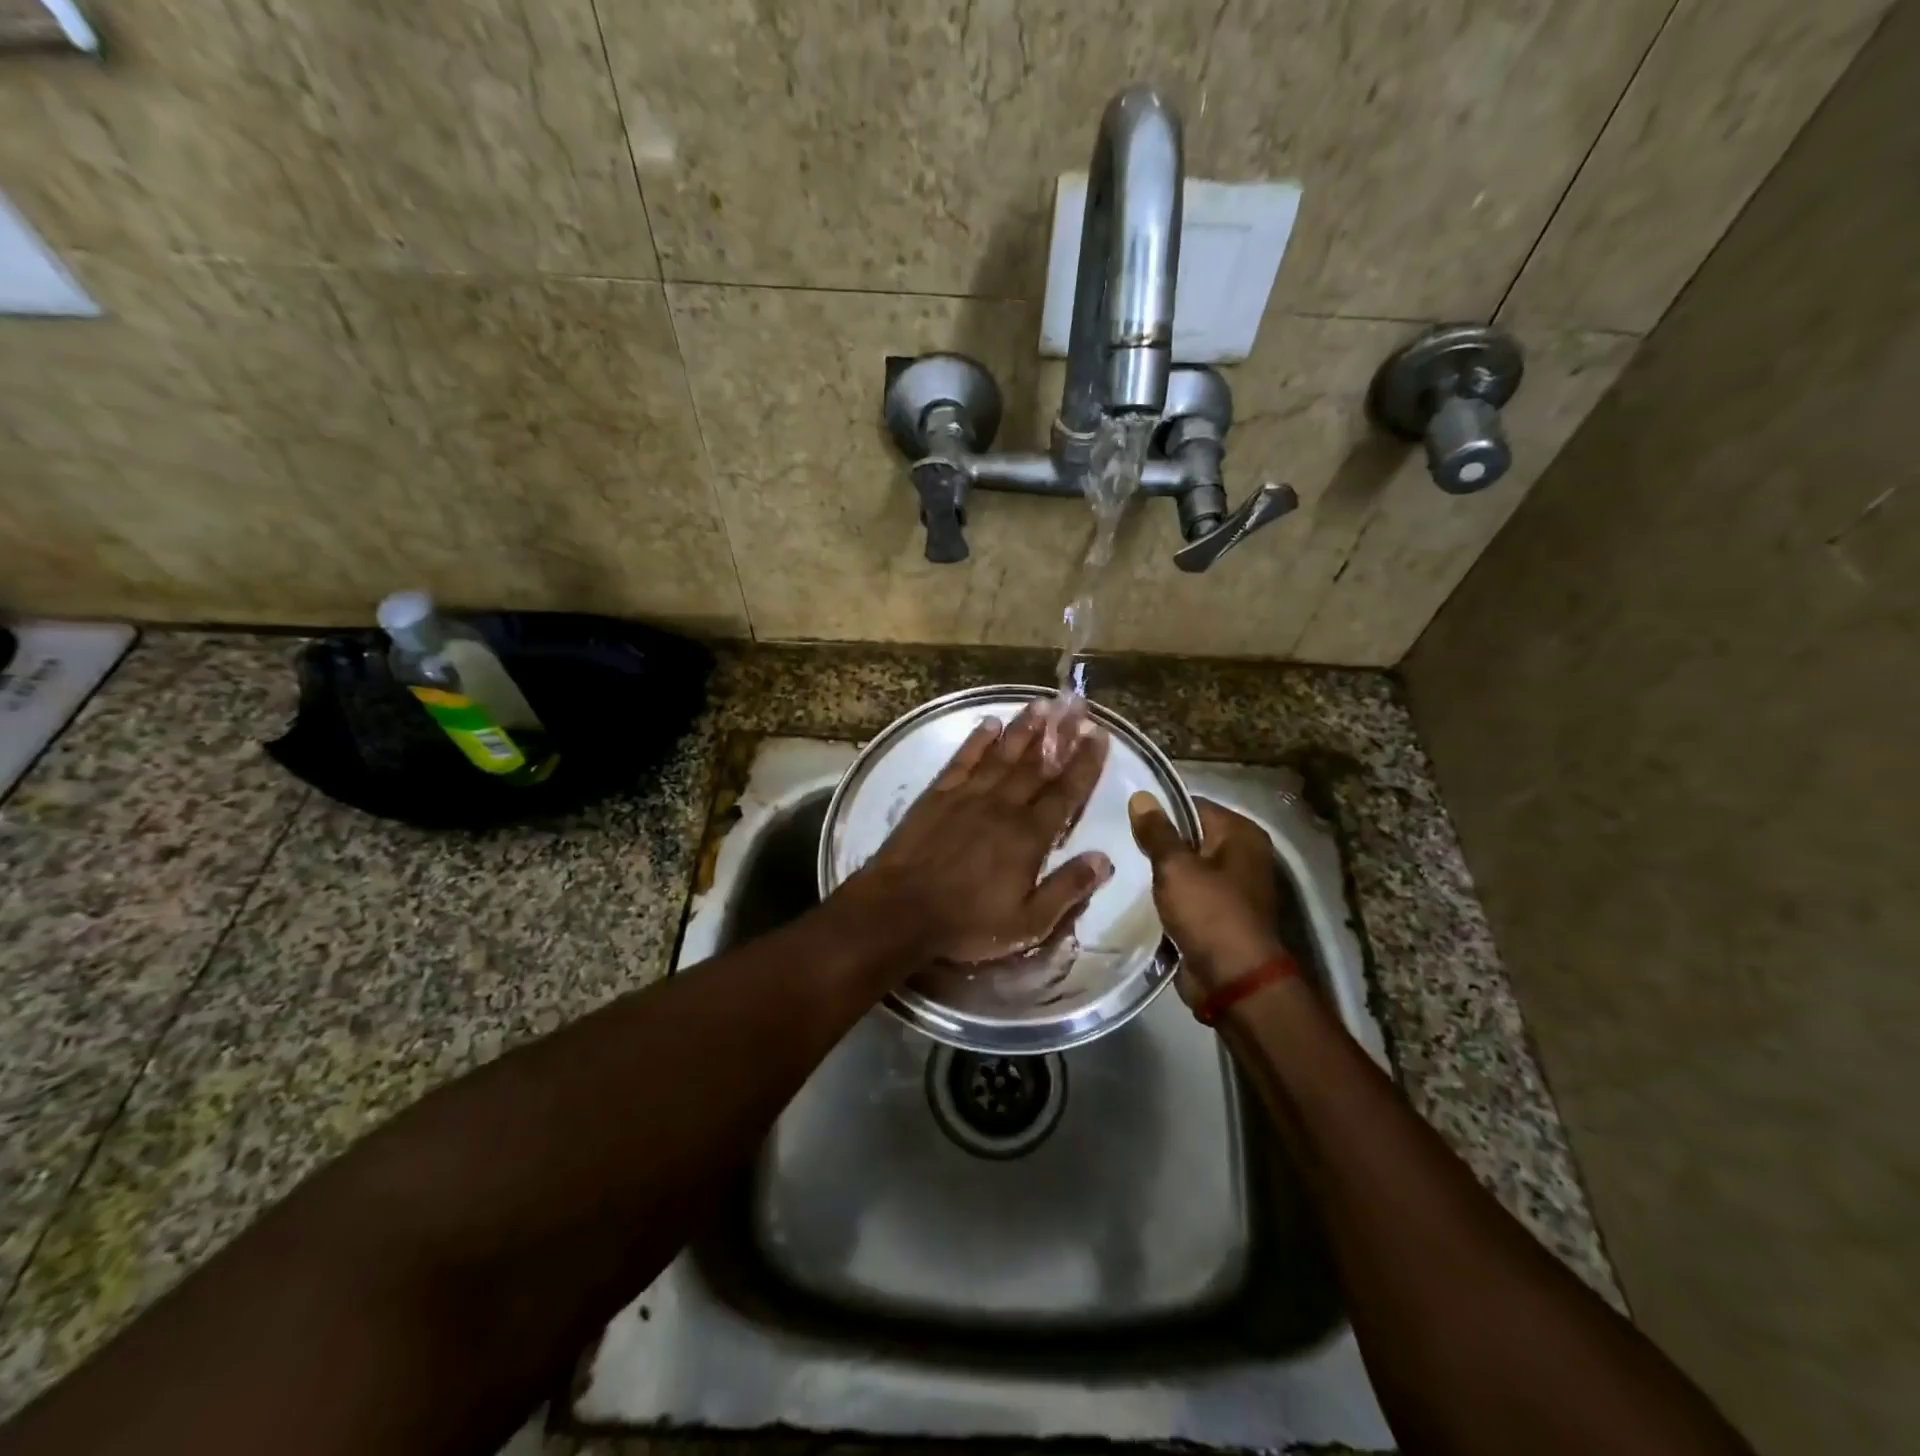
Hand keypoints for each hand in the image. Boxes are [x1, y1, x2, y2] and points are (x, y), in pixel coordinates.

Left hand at [846, 699, 1113, 966]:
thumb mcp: (1027, 923)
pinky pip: (962, 760)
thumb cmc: (966, 923)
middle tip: (1077, 706)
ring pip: (1002, 755)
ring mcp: (968, 796)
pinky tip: (989, 723)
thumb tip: (1104, 859)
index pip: (1065, 793)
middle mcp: (1002, 806)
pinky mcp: (937, 795)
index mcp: (1028, 836)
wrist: (899, 911)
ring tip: (1042, 703)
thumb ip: (1067, 890)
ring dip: (1024, 728)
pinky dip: (977, 740)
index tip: (1100, 734)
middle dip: (1060, 735)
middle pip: (1037, 765)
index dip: (1085, 763)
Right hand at [1129, 794, 1287, 1000]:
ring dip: (1160, 872)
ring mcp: (1233, 887)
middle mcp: (1243, 855)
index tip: (1124, 817)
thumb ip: (1157, 831)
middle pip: (1190, 836)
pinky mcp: (1219, 915)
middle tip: (1117, 841)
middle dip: (1158, 842)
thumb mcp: (1176, 867)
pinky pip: (1188, 894)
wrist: (1233, 982)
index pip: (1192, 806)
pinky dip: (1168, 895)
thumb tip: (1141, 795)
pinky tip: (1137, 895)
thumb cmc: (1209, 913)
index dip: (1159, 811)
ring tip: (1122, 865)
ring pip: (1186, 868)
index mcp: (1241, 834)